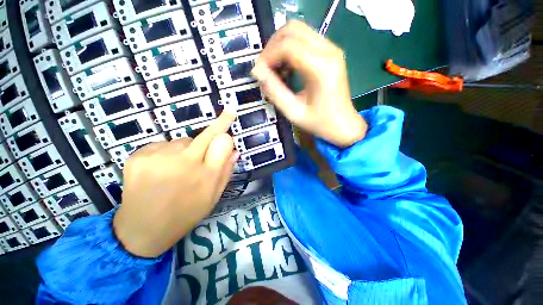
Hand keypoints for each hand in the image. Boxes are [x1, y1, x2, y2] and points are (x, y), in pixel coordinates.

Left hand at [113, 112, 238, 257]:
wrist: (143, 229)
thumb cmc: (186, 214)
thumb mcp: (213, 196)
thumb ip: (226, 171)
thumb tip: (235, 150)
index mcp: (206, 176)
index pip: (221, 140)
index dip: (225, 125)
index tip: (231, 112)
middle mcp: (185, 163)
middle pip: (205, 134)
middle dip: (215, 128)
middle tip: (220, 124)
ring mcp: (159, 158)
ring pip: (184, 140)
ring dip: (187, 150)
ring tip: (178, 169)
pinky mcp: (138, 156)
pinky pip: (164, 144)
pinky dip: (168, 153)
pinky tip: (161, 169)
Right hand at [251, 20, 366, 146]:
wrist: (343, 124)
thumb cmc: (319, 122)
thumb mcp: (293, 112)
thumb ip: (274, 91)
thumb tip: (258, 72)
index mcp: (321, 68)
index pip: (288, 46)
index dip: (268, 55)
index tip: (259, 71)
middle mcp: (329, 52)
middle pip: (293, 29)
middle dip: (273, 45)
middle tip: (265, 67)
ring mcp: (332, 49)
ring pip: (299, 30)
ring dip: (281, 45)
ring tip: (274, 67)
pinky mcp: (331, 52)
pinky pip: (305, 38)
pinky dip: (290, 48)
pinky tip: (287, 66)